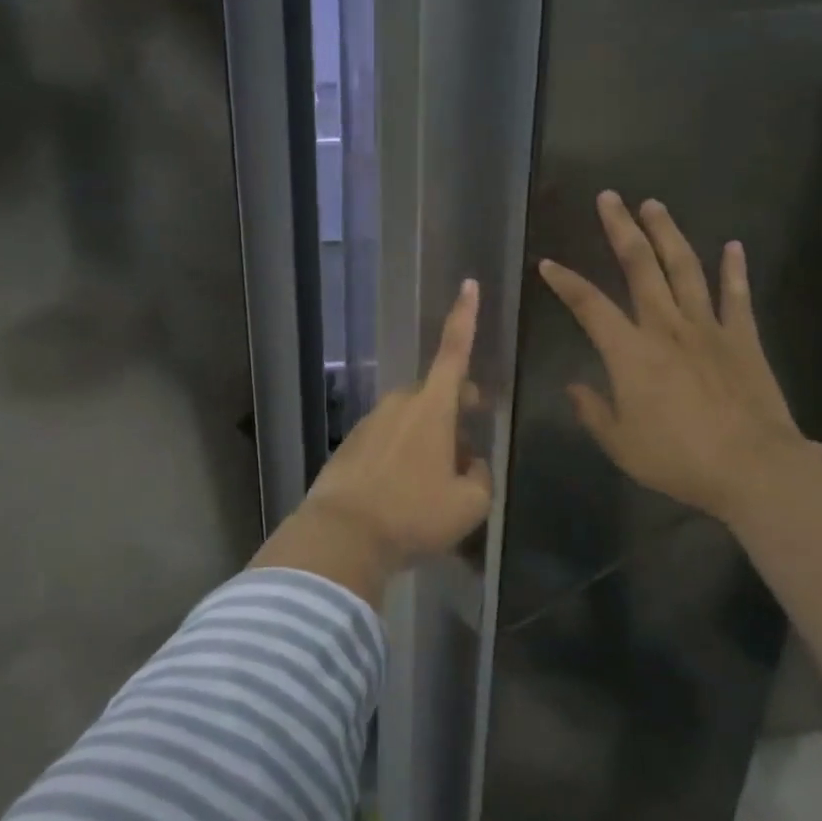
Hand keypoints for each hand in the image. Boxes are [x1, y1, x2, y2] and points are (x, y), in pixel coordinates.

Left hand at [252, 280, 491, 603]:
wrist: (341, 536)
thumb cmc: (413, 514)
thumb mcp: (469, 504)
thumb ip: (479, 477)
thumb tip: (470, 463)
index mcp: (432, 408)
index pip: (454, 352)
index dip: (465, 318)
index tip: (468, 284)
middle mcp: (399, 405)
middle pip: (435, 396)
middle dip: (454, 412)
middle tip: (467, 449)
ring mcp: (370, 423)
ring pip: (411, 421)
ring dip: (428, 440)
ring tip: (434, 487)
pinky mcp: (350, 446)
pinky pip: (387, 441)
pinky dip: (402, 457)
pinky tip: (403, 495)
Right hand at [539, 193, 805, 521]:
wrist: (752, 467)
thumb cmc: (677, 458)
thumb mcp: (620, 443)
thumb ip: (593, 411)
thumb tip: (575, 387)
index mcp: (629, 352)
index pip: (589, 305)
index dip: (565, 282)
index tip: (547, 263)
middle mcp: (665, 327)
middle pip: (640, 266)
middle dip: (621, 229)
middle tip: (609, 197)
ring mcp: (708, 327)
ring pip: (685, 268)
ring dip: (668, 234)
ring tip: (654, 204)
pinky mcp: (742, 338)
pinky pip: (736, 296)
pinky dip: (734, 269)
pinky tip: (733, 246)